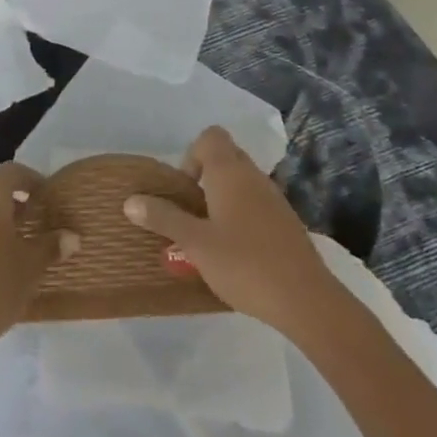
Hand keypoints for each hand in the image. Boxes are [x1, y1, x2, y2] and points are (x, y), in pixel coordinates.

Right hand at [124, 126, 344, 337]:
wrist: (307, 301)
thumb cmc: (244, 264)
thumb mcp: (196, 244)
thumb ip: (164, 219)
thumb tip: (130, 200)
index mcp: (229, 171)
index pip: (210, 136)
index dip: (192, 154)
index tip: (185, 189)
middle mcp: (253, 175)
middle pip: (225, 157)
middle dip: (205, 178)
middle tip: (192, 212)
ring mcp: (274, 198)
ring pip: (242, 183)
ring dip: (223, 199)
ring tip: (210, 235)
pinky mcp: (287, 223)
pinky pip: (257, 204)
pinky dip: (242, 217)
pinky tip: (237, 252)